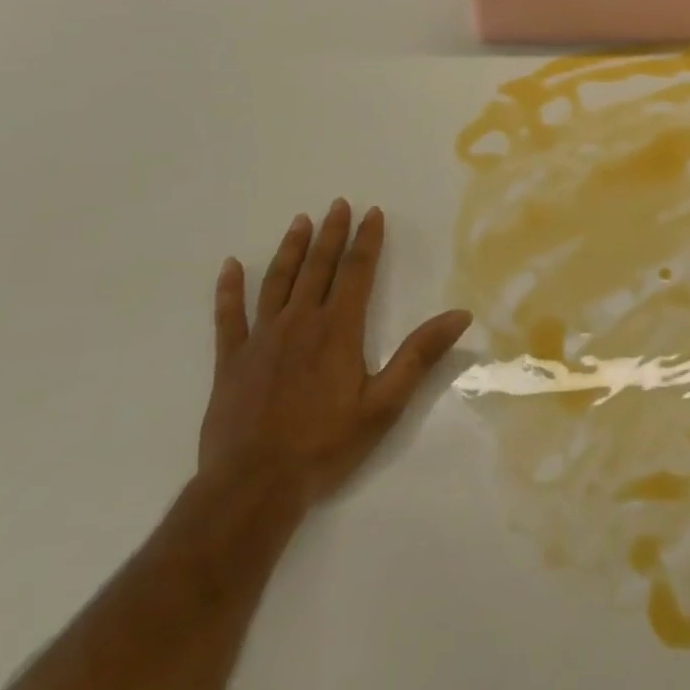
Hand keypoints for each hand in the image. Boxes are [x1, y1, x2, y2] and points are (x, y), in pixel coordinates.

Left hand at [200, 200, 472, 514]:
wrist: (254, 486)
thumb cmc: (326, 445)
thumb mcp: (385, 403)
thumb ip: (420, 355)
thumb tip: (460, 314)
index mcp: (338, 329)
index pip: (357, 271)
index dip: (367, 239)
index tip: (372, 212)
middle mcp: (300, 322)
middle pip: (318, 267)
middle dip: (331, 233)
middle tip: (337, 203)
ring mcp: (261, 338)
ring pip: (277, 281)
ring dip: (290, 249)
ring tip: (300, 222)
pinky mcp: (231, 360)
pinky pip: (229, 316)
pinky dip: (229, 289)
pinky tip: (229, 266)